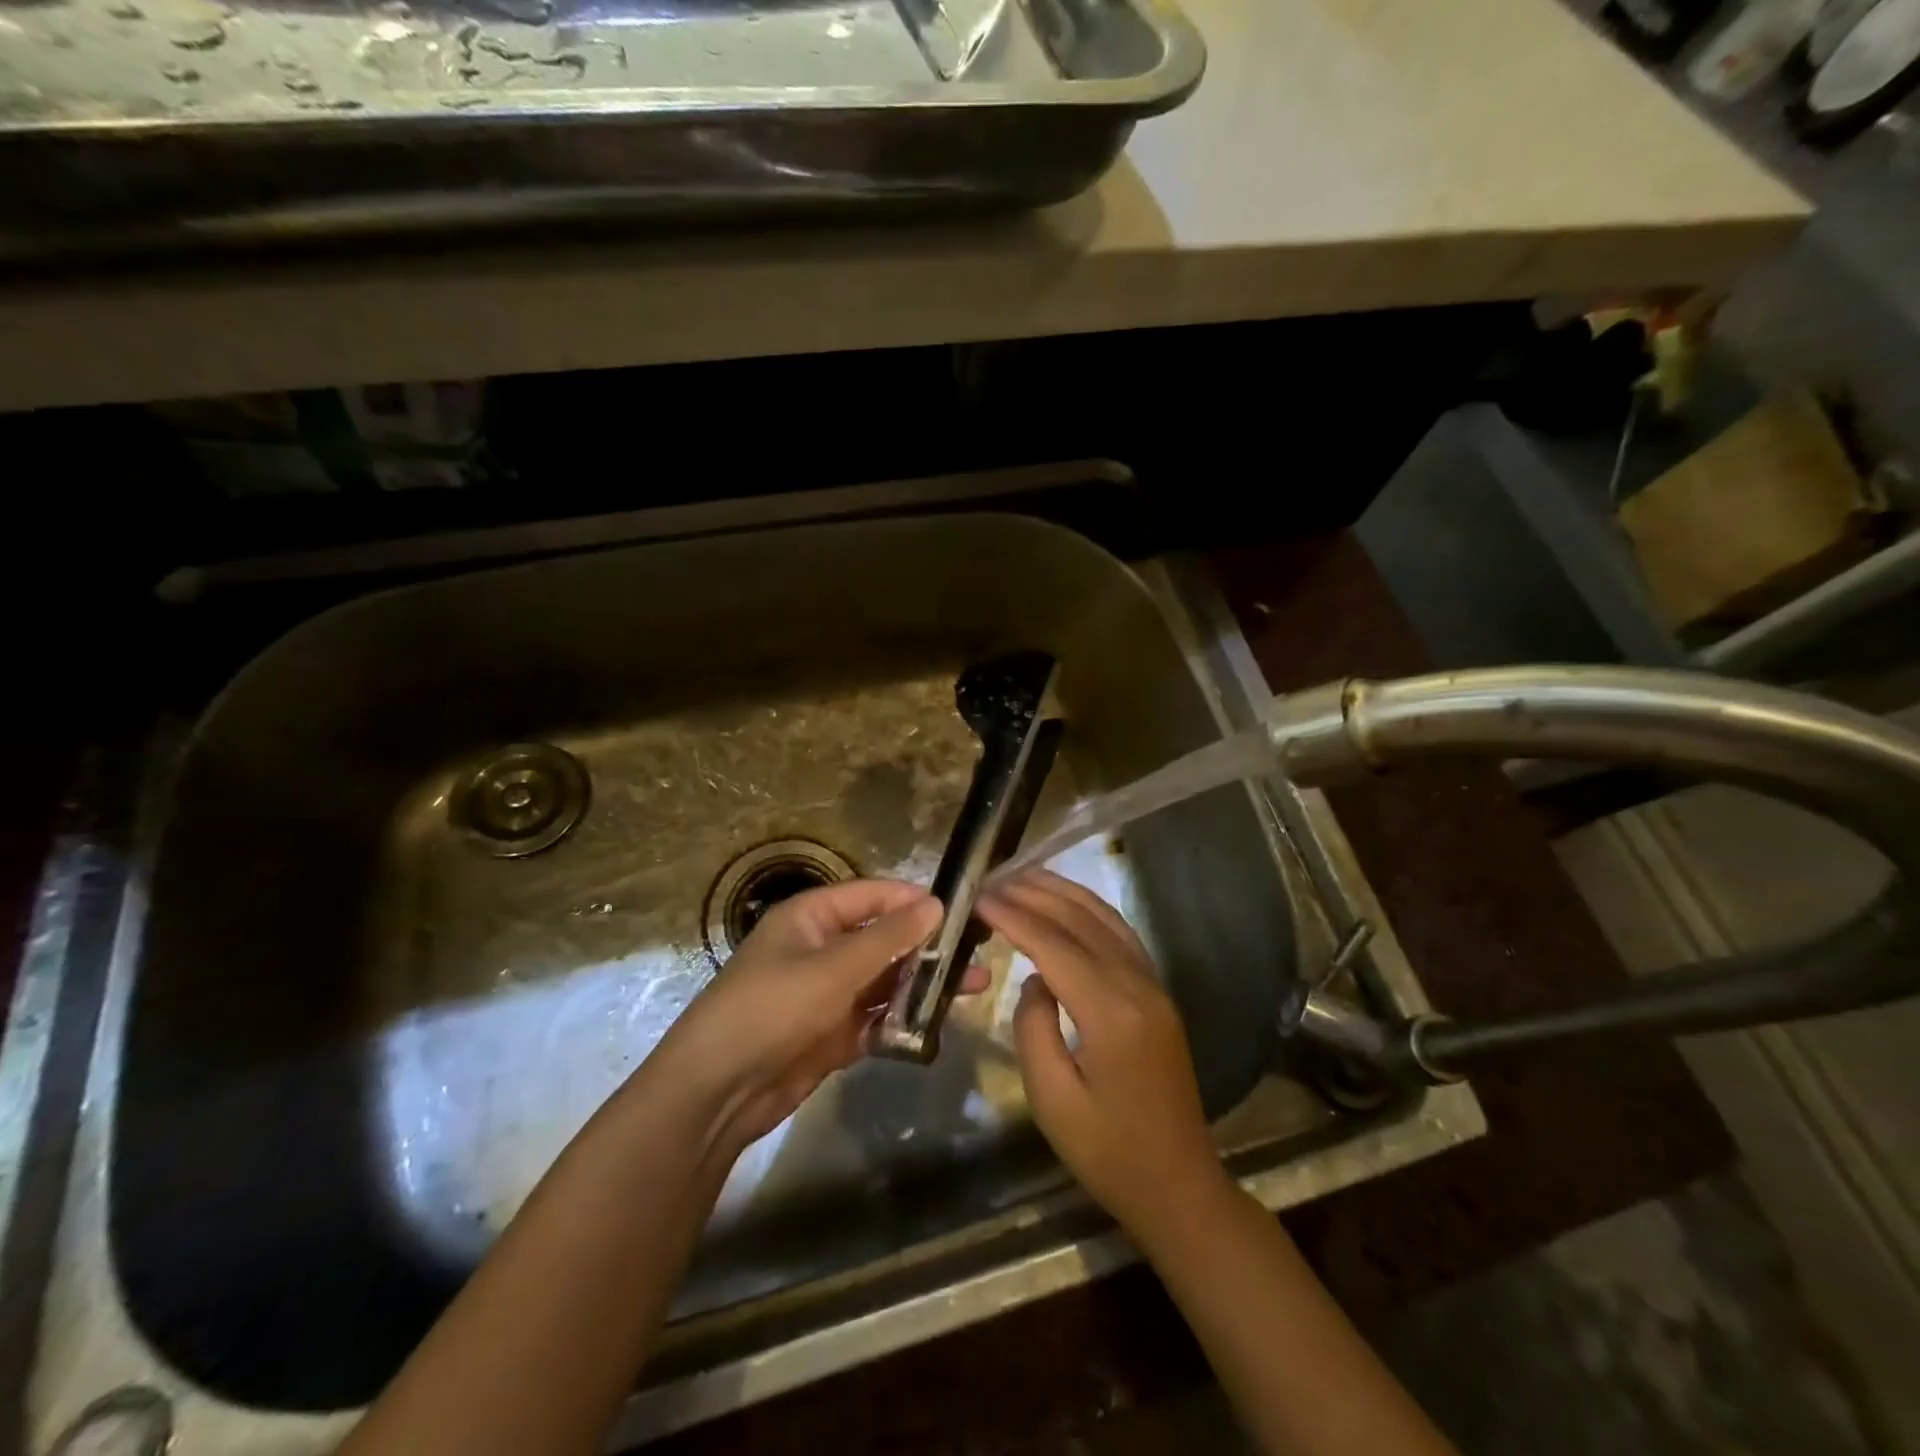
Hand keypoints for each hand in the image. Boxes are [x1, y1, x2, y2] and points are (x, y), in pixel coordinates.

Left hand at [654, 879, 980, 1151]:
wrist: (716, 1093)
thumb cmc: (771, 1009)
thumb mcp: (832, 968)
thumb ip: (887, 938)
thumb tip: (935, 904)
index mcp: (811, 918)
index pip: (871, 896)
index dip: (912, 899)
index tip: (960, 908)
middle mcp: (821, 950)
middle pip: (883, 938)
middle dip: (926, 946)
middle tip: (977, 952)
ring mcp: (827, 994)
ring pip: (884, 980)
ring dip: (922, 984)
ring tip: (973, 987)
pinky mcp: (832, 1034)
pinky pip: (876, 1019)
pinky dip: (903, 1021)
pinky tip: (938, 1024)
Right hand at [977, 870, 1225, 1241]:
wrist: (1179, 1185)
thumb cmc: (1108, 1154)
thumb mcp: (1053, 1101)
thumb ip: (1033, 1029)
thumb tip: (1035, 981)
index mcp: (1111, 1013)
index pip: (1054, 946)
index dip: (1014, 917)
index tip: (979, 897)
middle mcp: (1137, 986)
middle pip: (1081, 921)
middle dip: (1035, 893)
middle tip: (993, 878)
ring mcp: (1154, 986)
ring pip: (1106, 919)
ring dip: (1064, 893)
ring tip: (1024, 876)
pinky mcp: (1158, 994)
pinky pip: (1122, 935)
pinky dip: (1090, 910)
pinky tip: (1067, 905)